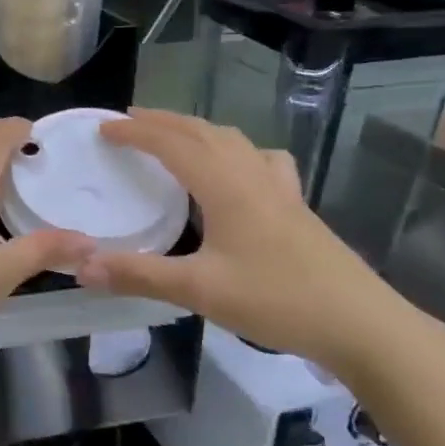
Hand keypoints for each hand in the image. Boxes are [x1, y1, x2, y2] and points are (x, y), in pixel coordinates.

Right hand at [75, 109, 416, 372]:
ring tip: (174, 135)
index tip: (103, 128)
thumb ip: (139, 275)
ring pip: (232, 140)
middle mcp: (251, 176)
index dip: (135, 132)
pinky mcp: (297, 206)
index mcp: (225, 186)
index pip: (171, 144)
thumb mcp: (200, 291)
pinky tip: (240, 168)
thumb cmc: (278, 301)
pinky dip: (238, 150)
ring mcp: (280, 188)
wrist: (362, 325)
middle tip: (129, 120)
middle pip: (202, 132)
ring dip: (197, 130)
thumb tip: (82, 265)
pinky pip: (261, 160)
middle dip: (162, 121)